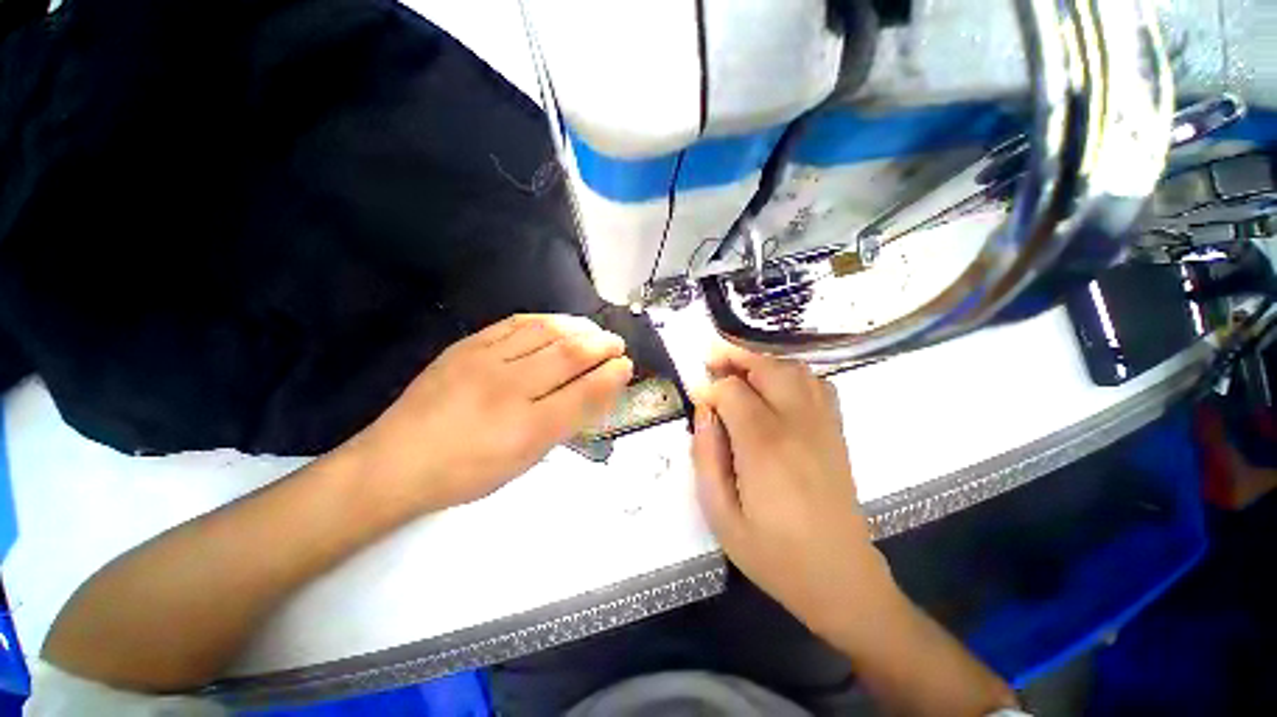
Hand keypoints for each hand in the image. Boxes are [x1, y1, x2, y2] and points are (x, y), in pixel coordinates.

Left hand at [353, 314, 632, 512]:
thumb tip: (594, 393)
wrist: (395, 463)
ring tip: (593, 329)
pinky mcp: (465, 346)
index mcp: (526, 429)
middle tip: (616, 343)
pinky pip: (514, 324)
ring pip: (545, 332)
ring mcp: (484, 361)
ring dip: (578, 327)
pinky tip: (557, 323)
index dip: (611, 376)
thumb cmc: (468, 473)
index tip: (626, 366)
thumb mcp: (524, 461)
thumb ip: (563, 425)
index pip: (583, 393)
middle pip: (569, 355)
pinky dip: (544, 320)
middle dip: (602, 345)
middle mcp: (510, 389)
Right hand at [692, 344, 900, 640]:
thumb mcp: (720, 515)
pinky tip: (775, 386)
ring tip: (738, 369)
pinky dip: (792, 373)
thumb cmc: (773, 554)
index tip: (697, 394)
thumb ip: (706, 456)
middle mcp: (797, 425)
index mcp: (764, 447)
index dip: (710, 387)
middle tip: (712, 358)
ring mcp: (823, 425)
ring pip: (794, 369)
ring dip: (762, 361)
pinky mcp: (836, 431)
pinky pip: (817, 383)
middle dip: (735, 356)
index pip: (733, 392)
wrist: (840, 578)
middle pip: (767, 368)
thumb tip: (703, 412)